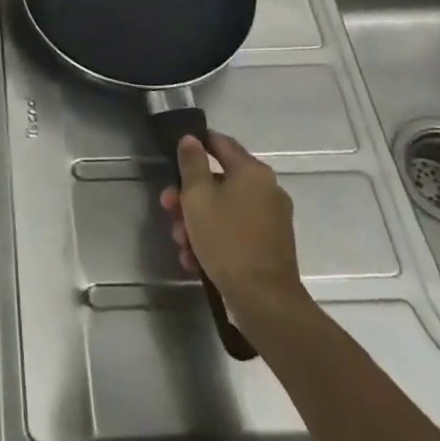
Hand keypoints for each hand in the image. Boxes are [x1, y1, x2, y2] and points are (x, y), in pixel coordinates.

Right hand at [159, 132, 306, 316]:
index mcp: (252, 172)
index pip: (220, 143)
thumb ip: (192, 164)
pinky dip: (215, 239)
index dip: (196, 144)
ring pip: (224, 209)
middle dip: (188, 196)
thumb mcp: (197, 198)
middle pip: (219, 181)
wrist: (265, 301)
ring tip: (180, 244)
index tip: (173, 156)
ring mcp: (272, 220)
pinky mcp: (271, 246)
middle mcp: (267, 190)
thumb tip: (190, 139)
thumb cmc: (227, 240)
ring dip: (197, 222)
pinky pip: (235, 231)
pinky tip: (195, 260)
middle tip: (168, 209)